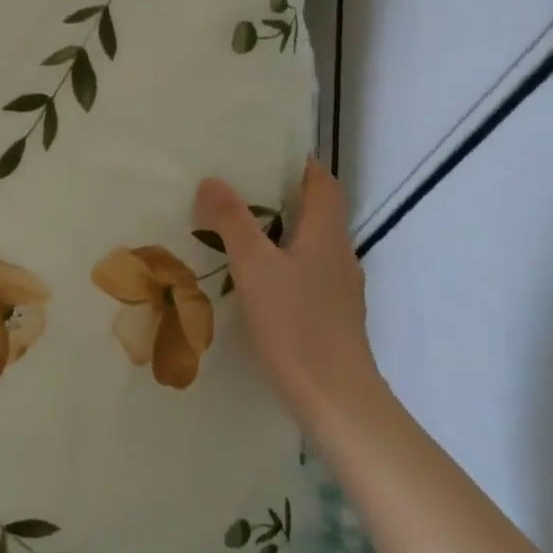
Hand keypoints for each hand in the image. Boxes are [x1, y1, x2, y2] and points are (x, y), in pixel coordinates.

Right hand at [194, 159, 381, 438]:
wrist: (335, 398)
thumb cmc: (295, 324)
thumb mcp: (253, 267)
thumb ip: (232, 221)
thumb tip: (212, 180)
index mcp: (326, 234)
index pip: (322, 183)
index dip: (300, 164)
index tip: (266, 154)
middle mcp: (340, 254)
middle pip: (317, 213)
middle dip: (282, 197)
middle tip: (239, 191)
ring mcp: (340, 288)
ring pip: (311, 246)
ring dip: (282, 233)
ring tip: (241, 233)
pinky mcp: (334, 316)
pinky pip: (309, 275)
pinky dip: (285, 265)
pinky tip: (258, 283)